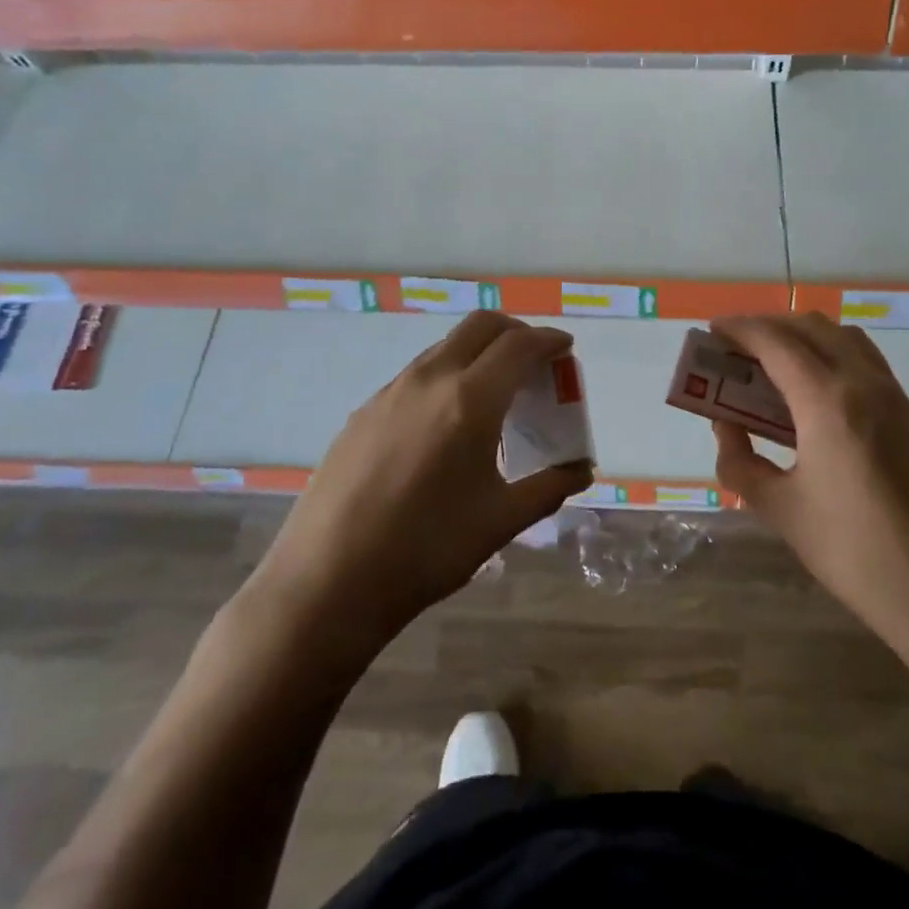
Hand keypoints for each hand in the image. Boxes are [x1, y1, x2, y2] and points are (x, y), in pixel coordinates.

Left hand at [254, 312, 592, 643]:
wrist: (327, 582)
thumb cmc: (426, 550)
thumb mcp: (500, 521)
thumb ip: (549, 487)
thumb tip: (581, 470)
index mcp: (470, 400)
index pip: (519, 345)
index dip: (549, 341)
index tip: (565, 349)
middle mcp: (429, 380)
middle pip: (481, 326)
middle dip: (516, 332)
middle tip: (535, 362)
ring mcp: (390, 392)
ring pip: (446, 347)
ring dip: (479, 353)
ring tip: (494, 395)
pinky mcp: (364, 412)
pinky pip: (417, 374)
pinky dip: (447, 376)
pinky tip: (447, 424)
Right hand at [710, 312, 908, 658]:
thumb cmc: (854, 552)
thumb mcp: (781, 510)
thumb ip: (741, 462)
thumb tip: (725, 426)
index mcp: (828, 401)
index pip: (776, 342)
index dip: (739, 330)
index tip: (712, 330)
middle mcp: (865, 383)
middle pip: (812, 328)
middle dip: (769, 327)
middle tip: (737, 349)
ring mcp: (895, 397)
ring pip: (844, 338)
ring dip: (804, 337)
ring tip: (773, 365)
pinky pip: (865, 362)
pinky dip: (831, 356)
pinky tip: (814, 395)